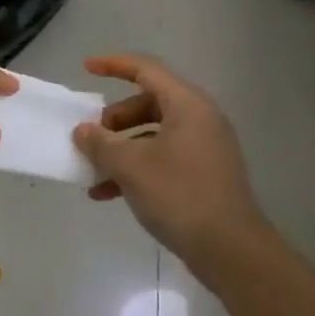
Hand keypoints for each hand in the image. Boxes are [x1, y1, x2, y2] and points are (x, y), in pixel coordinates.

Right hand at [74, 54, 271, 270]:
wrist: (231, 250)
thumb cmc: (179, 196)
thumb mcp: (131, 166)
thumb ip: (101, 143)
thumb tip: (83, 131)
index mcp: (187, 105)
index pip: (146, 69)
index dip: (114, 65)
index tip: (86, 68)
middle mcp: (200, 119)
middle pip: (148, 103)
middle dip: (113, 120)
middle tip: (90, 138)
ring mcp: (205, 148)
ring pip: (153, 134)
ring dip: (120, 149)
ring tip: (93, 172)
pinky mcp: (204, 175)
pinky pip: (163, 158)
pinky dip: (136, 168)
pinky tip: (108, 194)